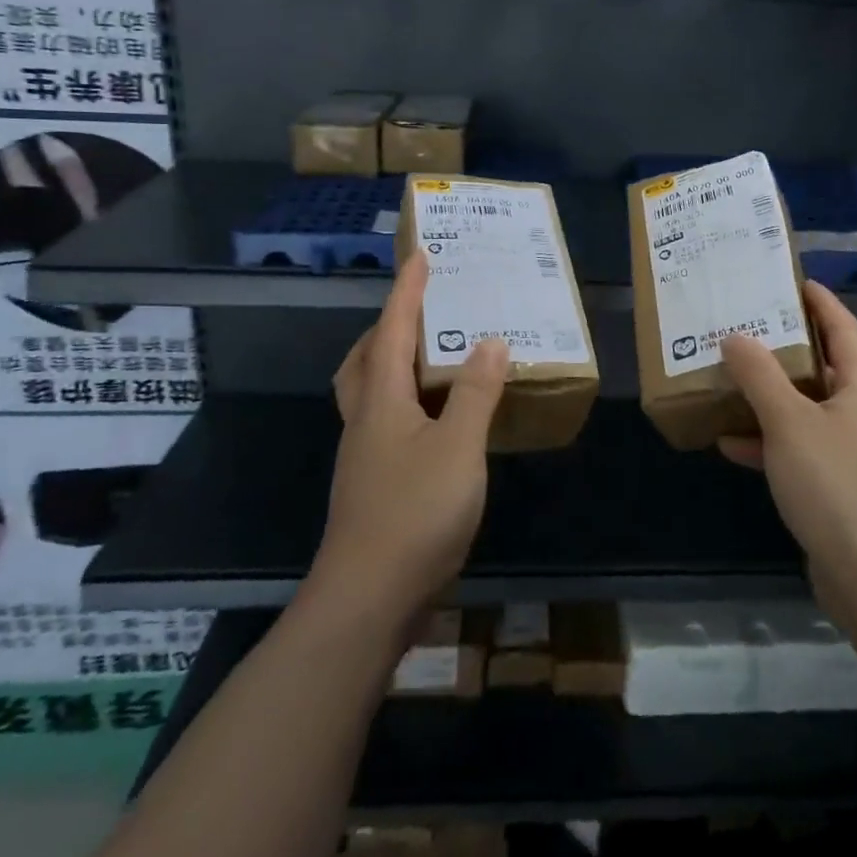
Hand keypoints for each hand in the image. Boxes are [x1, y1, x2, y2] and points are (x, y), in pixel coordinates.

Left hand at [314, 254, 508, 625]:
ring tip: (432, 358)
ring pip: (370, 393)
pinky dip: (408, 403)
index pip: (393, 330)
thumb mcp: (458, 447)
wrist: (368, 599)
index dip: (407, 292)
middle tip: (419, 310)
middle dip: (387, 327)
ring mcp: (366, 456)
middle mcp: (366, 421)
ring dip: (393, 364)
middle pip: (365, 360)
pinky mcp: (374, 485)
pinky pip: (387, 423)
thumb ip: (476, 393)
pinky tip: (438, 421)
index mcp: (382, 401)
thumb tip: (490, 341)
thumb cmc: (414, 513)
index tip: (419, 256)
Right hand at [718, 281, 856, 622]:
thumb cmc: (836, 485)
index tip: (786, 279)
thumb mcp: (790, 422)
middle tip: (742, 324)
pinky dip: (767, 440)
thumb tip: (735, 337)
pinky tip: (729, 441)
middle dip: (782, 346)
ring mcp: (851, 450)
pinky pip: (798, 447)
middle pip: (821, 364)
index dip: (817, 300)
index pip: (842, 326)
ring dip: (768, 394)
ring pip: (805, 408)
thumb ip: (760, 376)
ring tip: (727, 375)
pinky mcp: (837, 485)